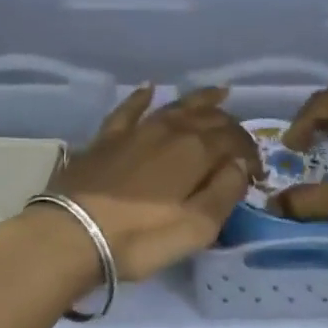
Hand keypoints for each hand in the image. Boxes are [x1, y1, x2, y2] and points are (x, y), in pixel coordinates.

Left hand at [14, 86, 259, 282]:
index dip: (250, 153)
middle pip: (207, 118)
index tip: (256, 173)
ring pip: (174, 106)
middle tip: (239, 139)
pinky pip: (128, 109)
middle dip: (229, 125)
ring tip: (217, 93)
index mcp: (196, 150)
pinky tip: (149, 89)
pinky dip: (142, 98)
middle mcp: (168, 130)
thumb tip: (239, 165)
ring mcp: (135, 130)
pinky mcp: (106, 139)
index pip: (234, 139)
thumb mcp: (196, 227)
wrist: (71, 235)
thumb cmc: (140, 238)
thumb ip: (225, 192)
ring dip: (199, 100)